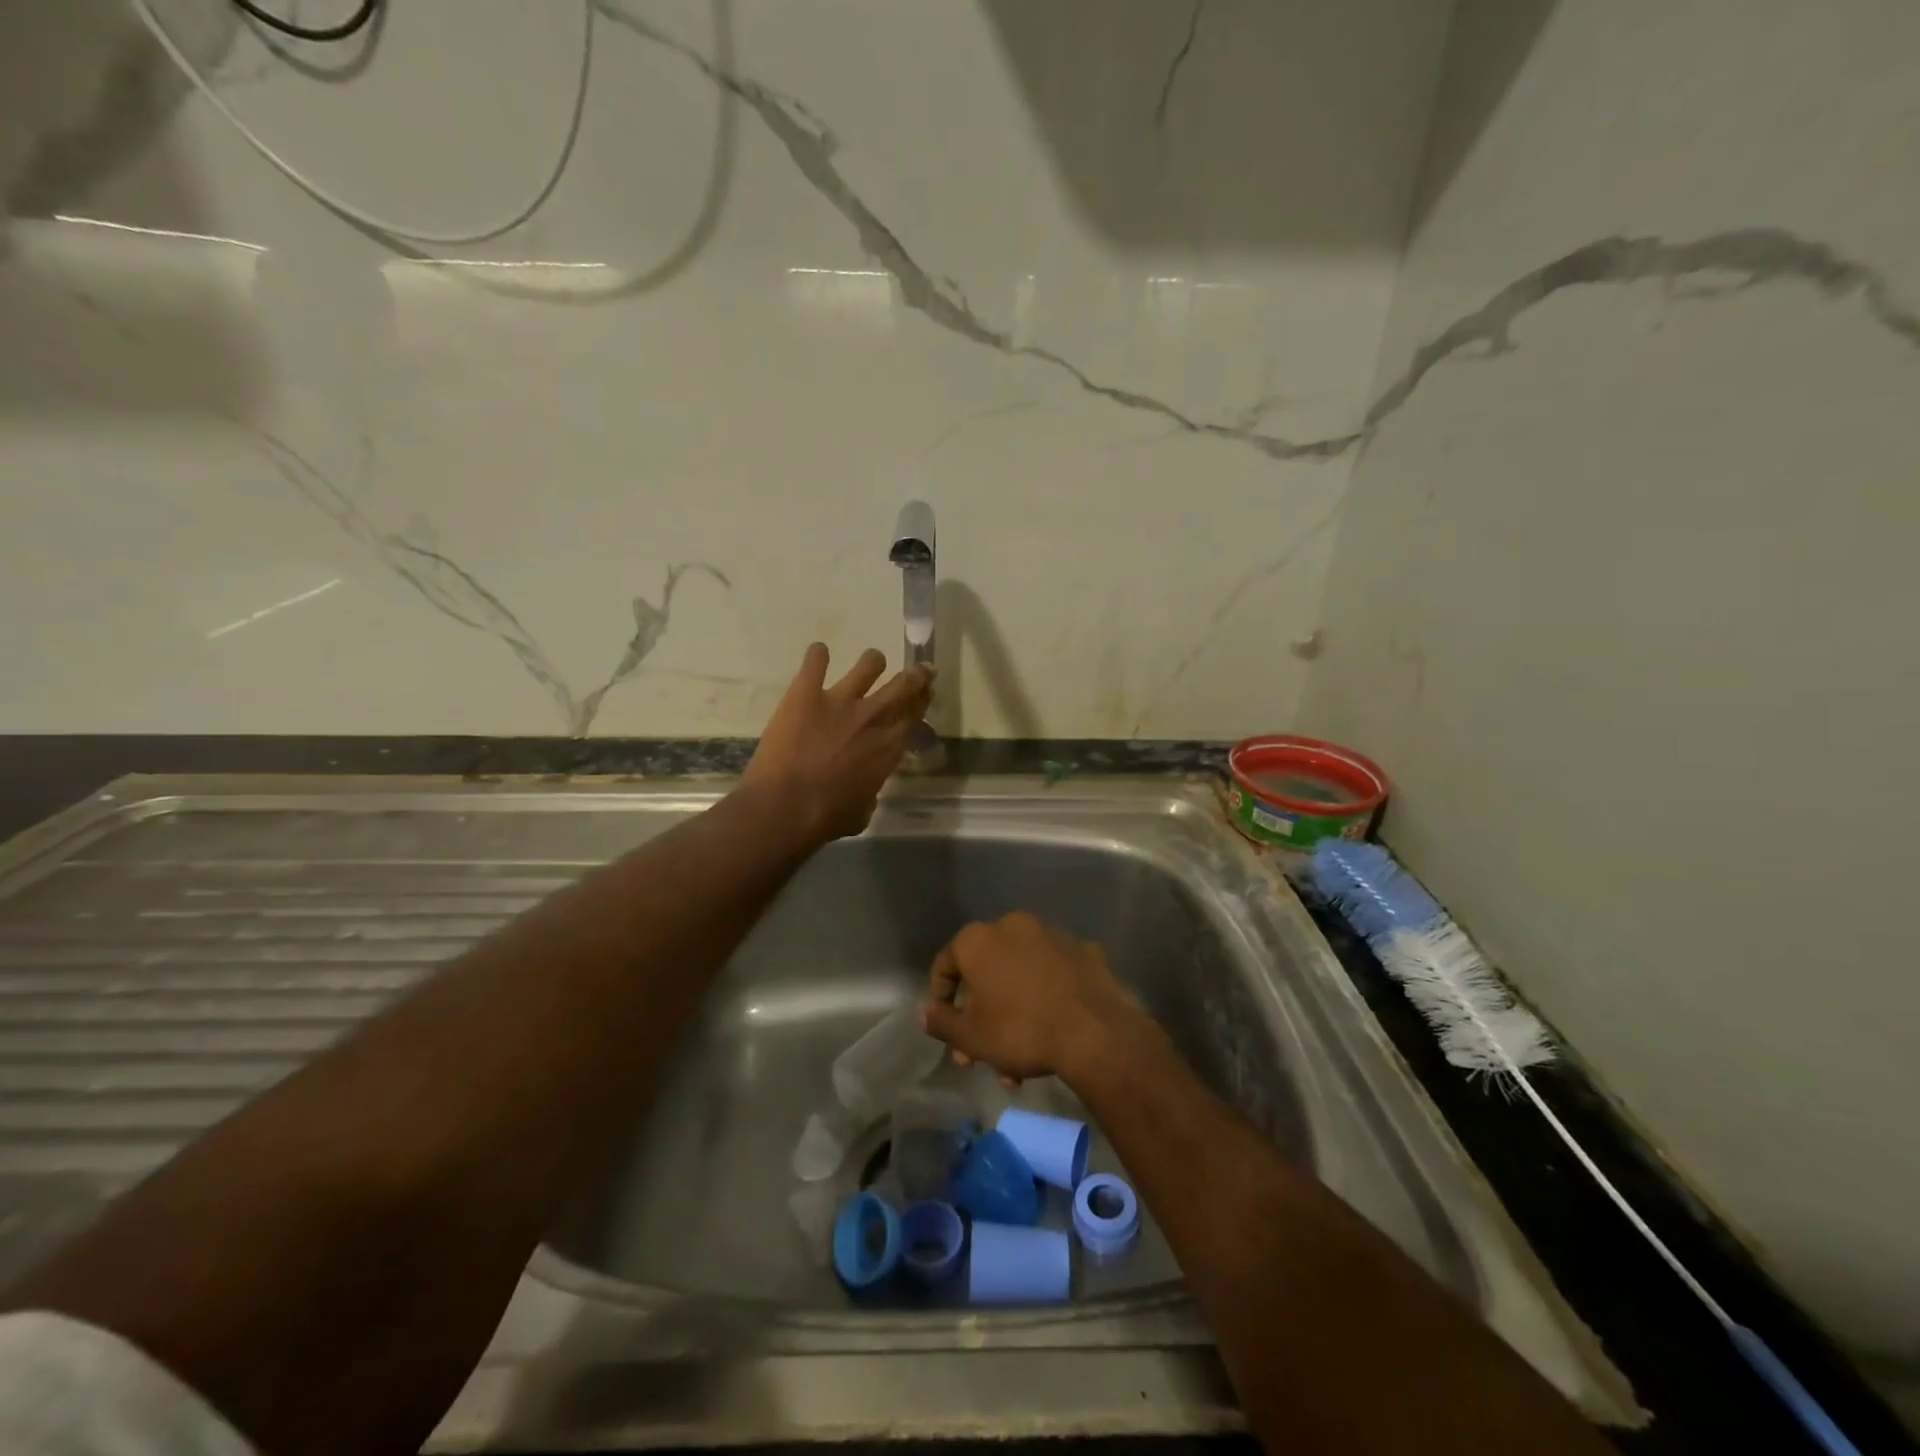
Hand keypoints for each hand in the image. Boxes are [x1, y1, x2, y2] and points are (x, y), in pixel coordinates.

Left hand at [742, 642, 933, 842]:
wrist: (785, 806)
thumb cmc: (826, 817)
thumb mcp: (861, 813)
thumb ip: (869, 793)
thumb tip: (865, 790)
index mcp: (889, 748)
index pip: (914, 716)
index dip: (923, 702)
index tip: (927, 693)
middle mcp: (872, 717)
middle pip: (904, 685)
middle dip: (916, 676)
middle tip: (920, 670)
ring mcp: (840, 700)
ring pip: (869, 665)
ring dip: (873, 662)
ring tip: (872, 662)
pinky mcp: (806, 692)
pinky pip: (816, 661)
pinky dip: (818, 656)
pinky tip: (818, 654)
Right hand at [920, 913, 1142, 1085]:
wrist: (1094, 1031)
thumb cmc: (1021, 1030)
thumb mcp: (971, 1037)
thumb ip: (942, 1022)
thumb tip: (927, 1012)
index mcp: (979, 940)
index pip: (946, 963)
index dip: (941, 996)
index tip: (947, 1026)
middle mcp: (1012, 926)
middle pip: (986, 971)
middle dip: (980, 1015)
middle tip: (981, 1054)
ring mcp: (1051, 934)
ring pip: (1020, 973)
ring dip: (1013, 1010)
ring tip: (1018, 1061)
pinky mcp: (1082, 949)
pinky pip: (1053, 972)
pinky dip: (1047, 994)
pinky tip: (1052, 1026)